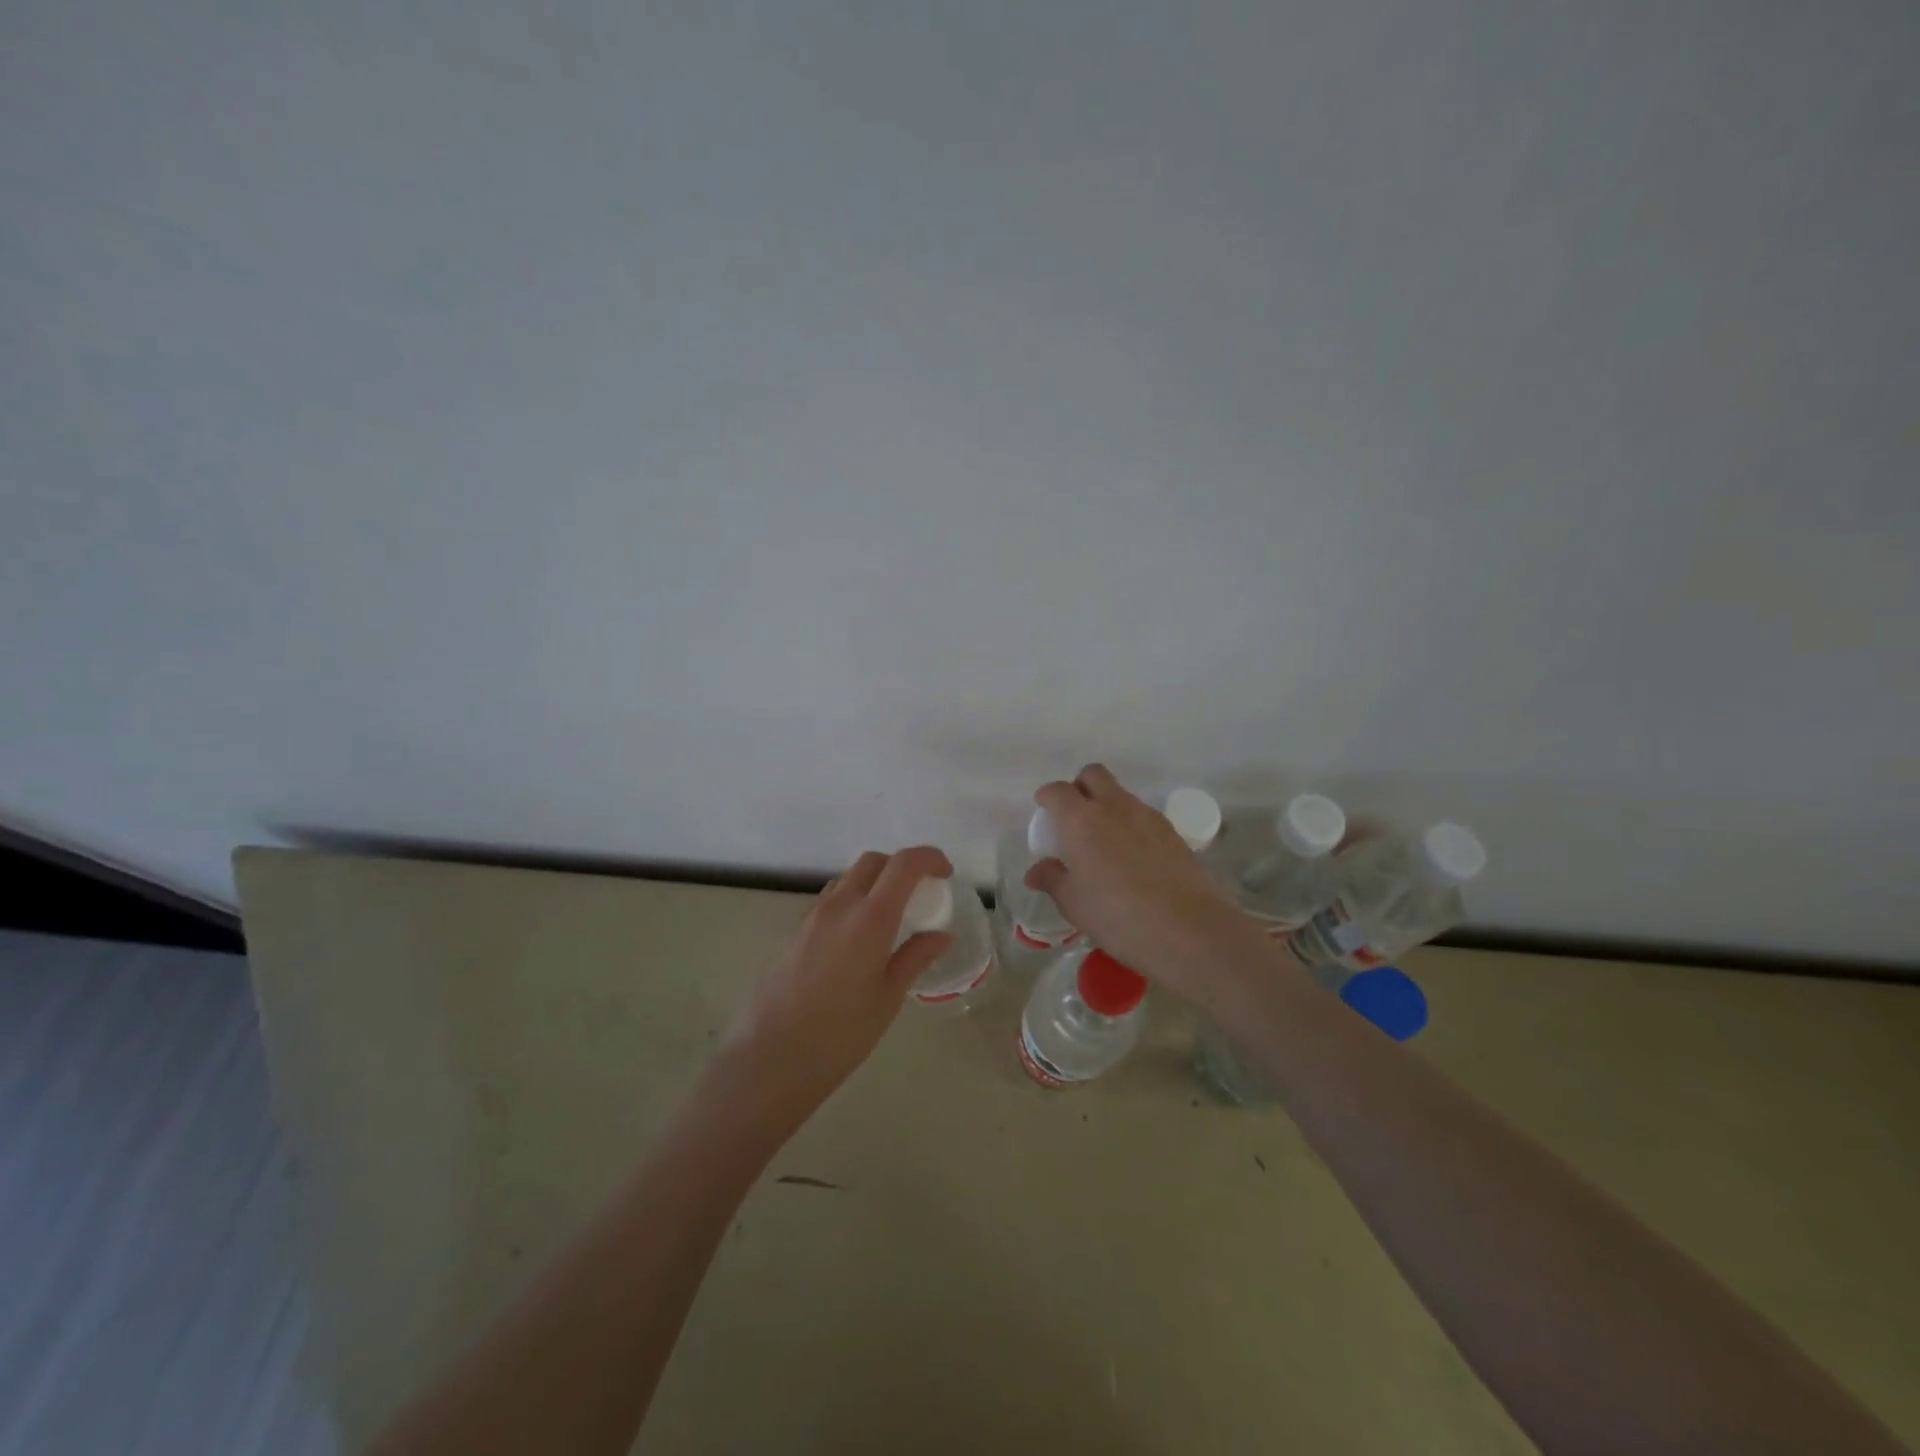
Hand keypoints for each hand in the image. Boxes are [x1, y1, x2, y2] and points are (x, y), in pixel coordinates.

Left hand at [717, 845, 953, 1123]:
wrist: (770, 1058)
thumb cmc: (840, 1034)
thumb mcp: (888, 997)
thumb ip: (915, 957)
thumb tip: (941, 934)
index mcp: (870, 918)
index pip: (903, 864)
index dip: (929, 858)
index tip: (946, 874)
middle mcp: (840, 905)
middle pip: (873, 861)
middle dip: (901, 866)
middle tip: (921, 893)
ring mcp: (813, 916)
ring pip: (849, 878)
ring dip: (875, 882)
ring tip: (891, 917)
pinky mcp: (795, 931)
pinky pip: (831, 899)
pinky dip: (853, 900)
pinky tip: (859, 937)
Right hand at [1025, 765, 1254, 996]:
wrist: (1189, 930)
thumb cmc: (1119, 917)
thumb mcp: (1075, 904)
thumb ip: (1053, 880)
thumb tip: (1036, 871)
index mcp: (1081, 820)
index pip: (1057, 791)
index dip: (1047, 798)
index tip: (1044, 813)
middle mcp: (1114, 807)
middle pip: (1093, 775)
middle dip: (1079, 787)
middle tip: (1074, 818)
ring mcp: (1147, 816)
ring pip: (1120, 794)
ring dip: (1107, 806)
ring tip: (1104, 844)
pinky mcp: (1173, 831)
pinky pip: (1143, 816)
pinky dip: (1131, 825)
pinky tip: (1132, 858)